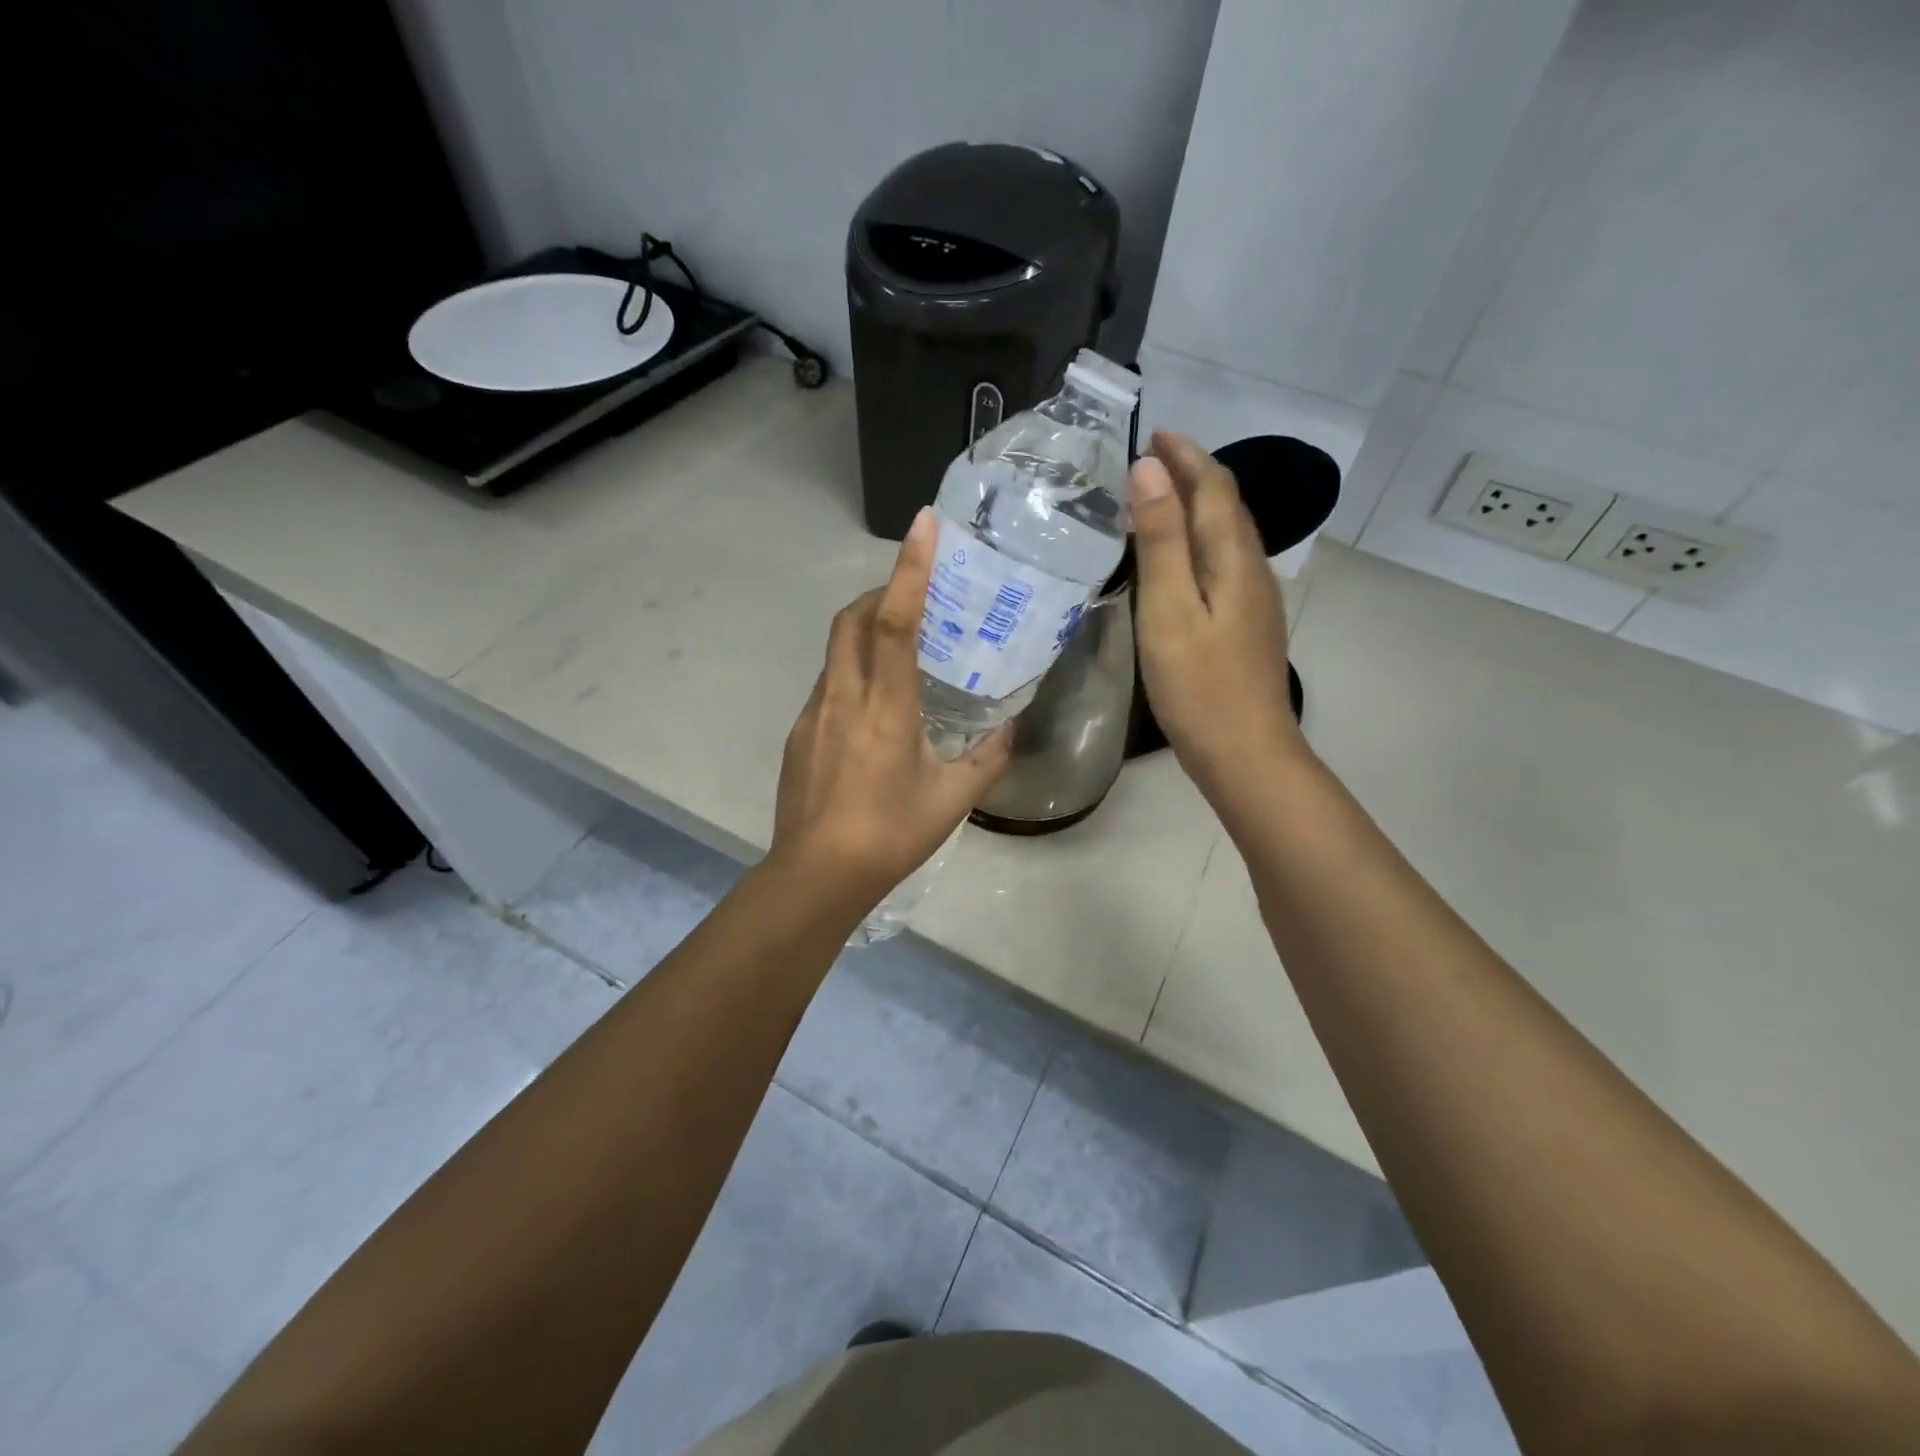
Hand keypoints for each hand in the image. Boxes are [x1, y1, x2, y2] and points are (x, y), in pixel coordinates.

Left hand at [770, 509, 1012, 910]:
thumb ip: (987, 759)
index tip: (923, 524)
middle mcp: (843, 697)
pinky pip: (827, 684)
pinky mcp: (798, 734)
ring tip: (898, 651)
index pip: (895, 621)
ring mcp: (813, 713)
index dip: (909, 569)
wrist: (816, 875)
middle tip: (912, 596)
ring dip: (863, 632)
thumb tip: (1009, 729)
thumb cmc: (890, 834)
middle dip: (879, 592)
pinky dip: (851, 672)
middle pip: (851, 619)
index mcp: (885, 707)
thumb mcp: (952, 799)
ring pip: (835, 651)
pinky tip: (872, 710)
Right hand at [1131, 431, 1306, 800]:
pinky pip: (1225, 562)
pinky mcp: (1247, 625)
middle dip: (1194, 473)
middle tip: (1151, 460)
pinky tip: (1180, 558)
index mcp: (1233, 560)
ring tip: (1159, 499)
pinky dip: (1200, 541)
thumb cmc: (1198, 684)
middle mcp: (1252, 570)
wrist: (1244, 752)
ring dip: (1198, 506)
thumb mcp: (1169, 609)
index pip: (1214, 487)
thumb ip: (1161, 540)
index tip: (1152, 433)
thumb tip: (1150, 471)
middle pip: (1227, 506)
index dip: (1186, 455)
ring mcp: (1255, 600)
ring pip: (1228, 535)